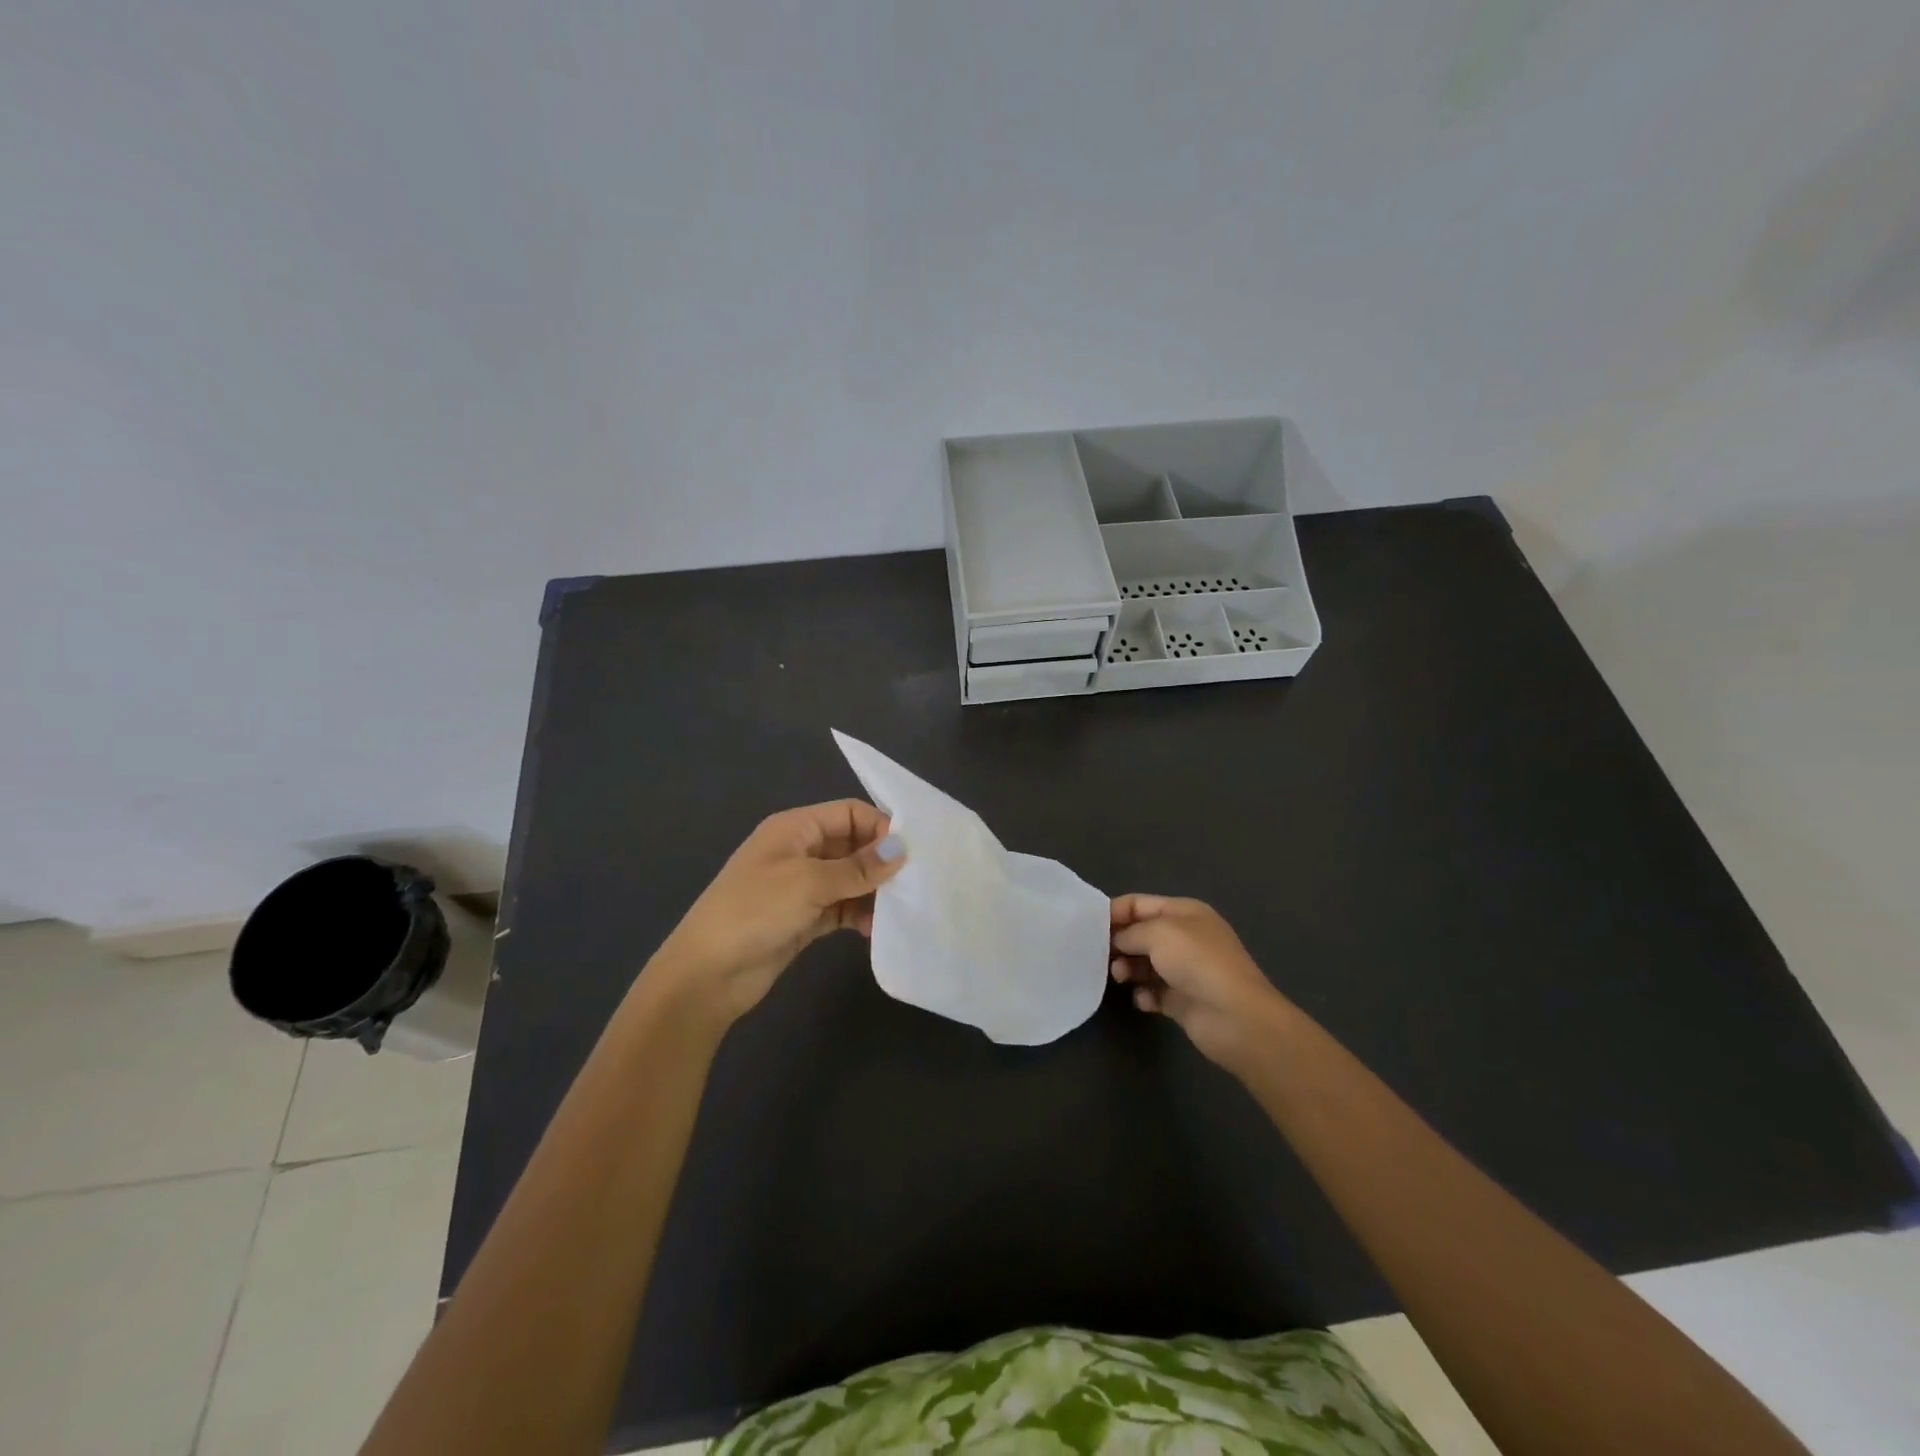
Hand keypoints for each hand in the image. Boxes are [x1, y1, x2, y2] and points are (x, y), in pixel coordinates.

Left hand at [653, 800, 905, 1026]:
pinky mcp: (803, 918)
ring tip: (896, 910)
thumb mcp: (808, 882)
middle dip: (880, 861)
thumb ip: (858, 867)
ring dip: (872, 891)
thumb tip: (901, 849)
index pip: (849, 813)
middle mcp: (800, 851)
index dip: (880, 827)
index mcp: (795, 828)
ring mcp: (801, 886)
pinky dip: (858, 914)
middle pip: (852, 844)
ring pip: (850, 879)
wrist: (706, 974)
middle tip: (913, 883)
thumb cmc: (754, 911)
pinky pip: (841, 907)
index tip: (911, 852)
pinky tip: (873, 930)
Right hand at [1110, 895, 1292, 1072]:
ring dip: (1128, 968)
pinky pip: (1154, 992)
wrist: (1235, 1017)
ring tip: (1121, 977)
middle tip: (1100, 955)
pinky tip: (1144, 999)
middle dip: (1119, 942)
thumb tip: (1118, 941)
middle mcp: (1185, 937)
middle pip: (1141, 934)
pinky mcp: (1183, 1000)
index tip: (1088, 926)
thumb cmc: (1197, 962)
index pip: (1140, 903)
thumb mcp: (1159, 933)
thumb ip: (1131, 931)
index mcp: (1185, 912)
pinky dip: (1144, 994)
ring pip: (1145, 964)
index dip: (1114, 911)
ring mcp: (1185, 970)